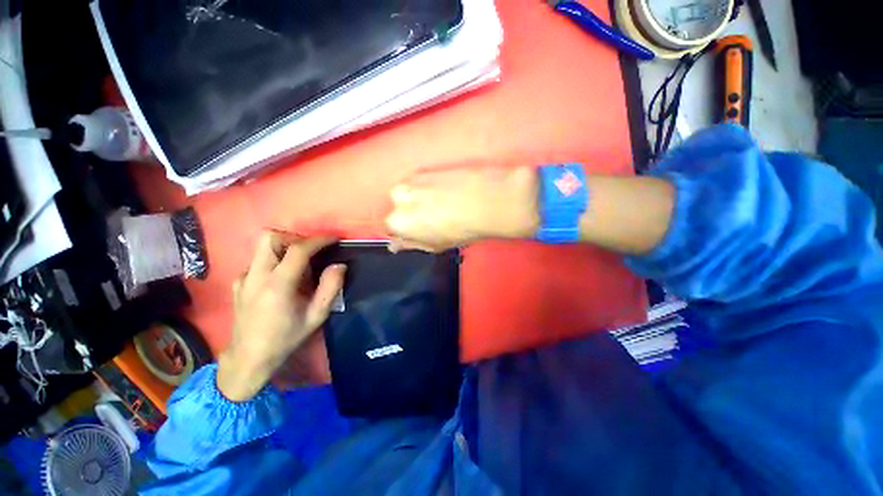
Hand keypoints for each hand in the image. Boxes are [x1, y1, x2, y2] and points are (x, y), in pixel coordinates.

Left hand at [217, 233, 344, 400]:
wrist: (248, 358)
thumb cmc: (285, 338)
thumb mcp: (316, 316)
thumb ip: (330, 288)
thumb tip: (339, 265)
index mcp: (277, 285)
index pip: (297, 250)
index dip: (318, 240)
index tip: (333, 239)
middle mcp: (256, 276)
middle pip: (270, 237)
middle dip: (294, 237)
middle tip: (311, 251)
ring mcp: (244, 278)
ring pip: (261, 246)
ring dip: (284, 246)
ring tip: (299, 263)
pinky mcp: (238, 282)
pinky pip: (258, 260)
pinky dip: (274, 260)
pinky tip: (282, 278)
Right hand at [385, 165, 539, 251]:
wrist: (489, 200)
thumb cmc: (461, 230)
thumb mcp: (435, 245)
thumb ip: (411, 244)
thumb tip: (395, 245)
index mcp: (397, 221)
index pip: (391, 228)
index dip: (407, 231)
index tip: (421, 232)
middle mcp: (397, 197)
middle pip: (398, 208)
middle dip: (411, 214)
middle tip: (435, 219)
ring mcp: (412, 179)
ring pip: (409, 194)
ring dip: (419, 200)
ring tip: (443, 205)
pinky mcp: (426, 168)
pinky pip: (421, 184)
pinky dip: (429, 190)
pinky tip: (447, 194)